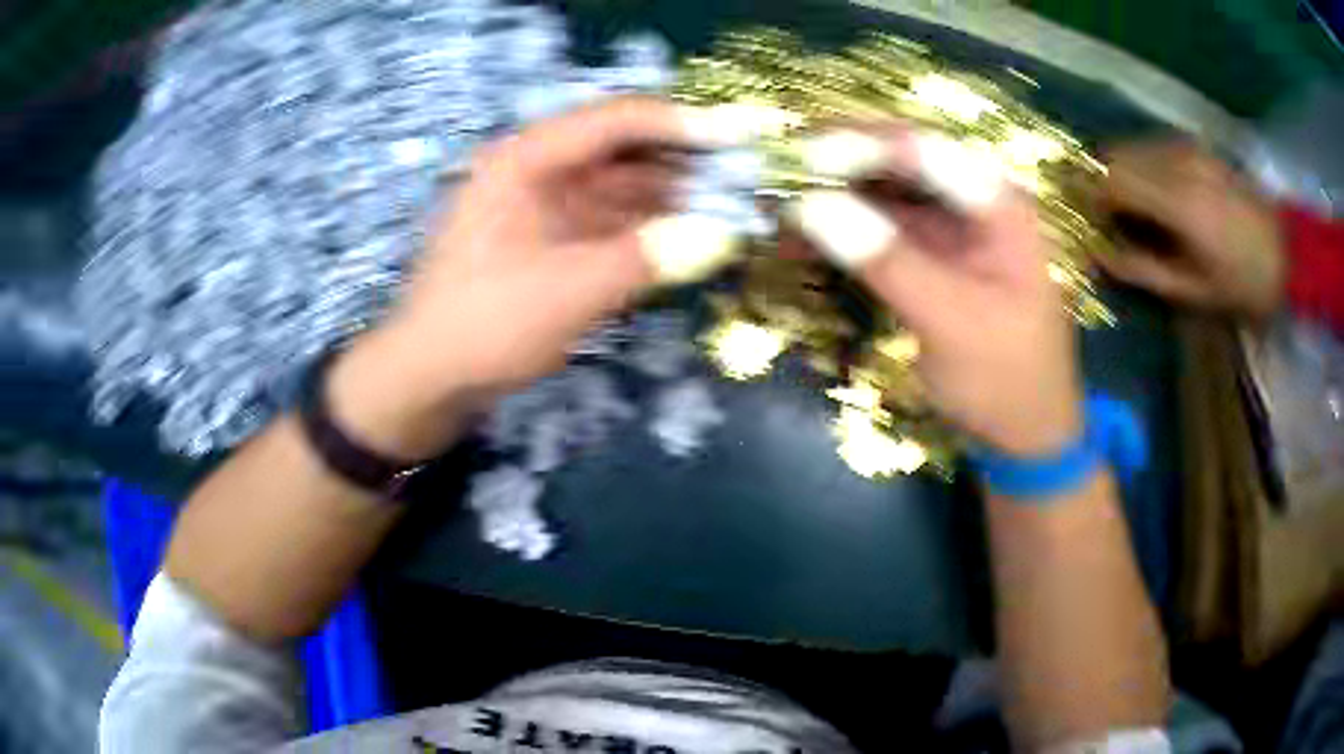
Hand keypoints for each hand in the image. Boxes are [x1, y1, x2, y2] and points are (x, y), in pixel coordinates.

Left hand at [328, 97, 728, 459]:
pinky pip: (609, 225)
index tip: (742, 138)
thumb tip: (721, 234)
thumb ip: (647, 258)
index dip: (683, 124)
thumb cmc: (482, 327)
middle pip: (624, 153)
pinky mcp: (549, 243)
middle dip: (686, 164)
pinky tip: (689, 241)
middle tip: (748, 180)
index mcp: (526, 160)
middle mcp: (537, 172)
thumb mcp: (567, 292)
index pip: (617, 121)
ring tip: (733, 211)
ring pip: (621, 191)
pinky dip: (649, 232)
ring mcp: (543, 209)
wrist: (425, 380)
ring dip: (673, 200)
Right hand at [790, 127, 1080, 454]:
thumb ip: (887, 259)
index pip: (920, 148)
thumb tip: (809, 204)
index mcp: (998, 202)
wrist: (1026, 432)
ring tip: (771, 208)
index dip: (855, 144)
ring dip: (828, 196)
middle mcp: (974, 200)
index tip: (793, 155)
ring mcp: (951, 227)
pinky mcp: (930, 255)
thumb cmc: (1005, 379)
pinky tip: (796, 242)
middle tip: (770, 175)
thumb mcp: (951, 321)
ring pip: (880, 192)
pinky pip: (877, 229)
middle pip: (896, 160)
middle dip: (833, 164)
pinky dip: (837, 232)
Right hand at [1097, 139, 1284, 319]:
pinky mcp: (1196, 147)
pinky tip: (1151, 191)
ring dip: (1117, 170)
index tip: (1077, 217)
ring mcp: (1186, 148)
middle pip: (1114, 155)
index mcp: (1176, 201)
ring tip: (1123, 205)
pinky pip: (1151, 146)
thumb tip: (1097, 253)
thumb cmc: (1243, 283)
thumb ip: (1142, 269)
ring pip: (1131, 146)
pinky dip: (1139, 164)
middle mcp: (1175, 161)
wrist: (1288, 254)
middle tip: (1096, 213)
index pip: (1109, 179)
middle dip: (1095, 180)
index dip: (1085, 194)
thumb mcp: (1193, 291)